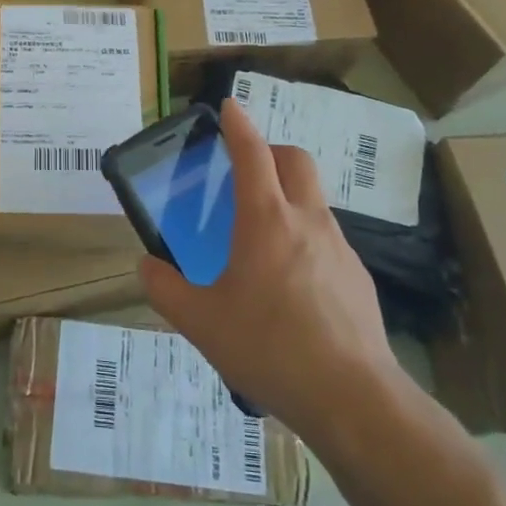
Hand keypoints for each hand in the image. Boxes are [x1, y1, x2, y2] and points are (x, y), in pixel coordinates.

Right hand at [141, 99, 395, 438]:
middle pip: (296, 160)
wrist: (353, 398)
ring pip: (313, 199)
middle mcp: (307, 221)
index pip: (252, 153)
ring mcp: (339, 247)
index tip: (229, 106)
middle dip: (271, 151)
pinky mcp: (358, 277)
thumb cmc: (269, 347)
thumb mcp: (200, 322)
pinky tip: (289, 283)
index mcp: (266, 220)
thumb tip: (147, 267)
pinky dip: (304, 237)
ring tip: (260, 237)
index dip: (238, 125)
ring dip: (287, 197)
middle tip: (245, 170)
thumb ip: (165, 289)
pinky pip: (326, 238)